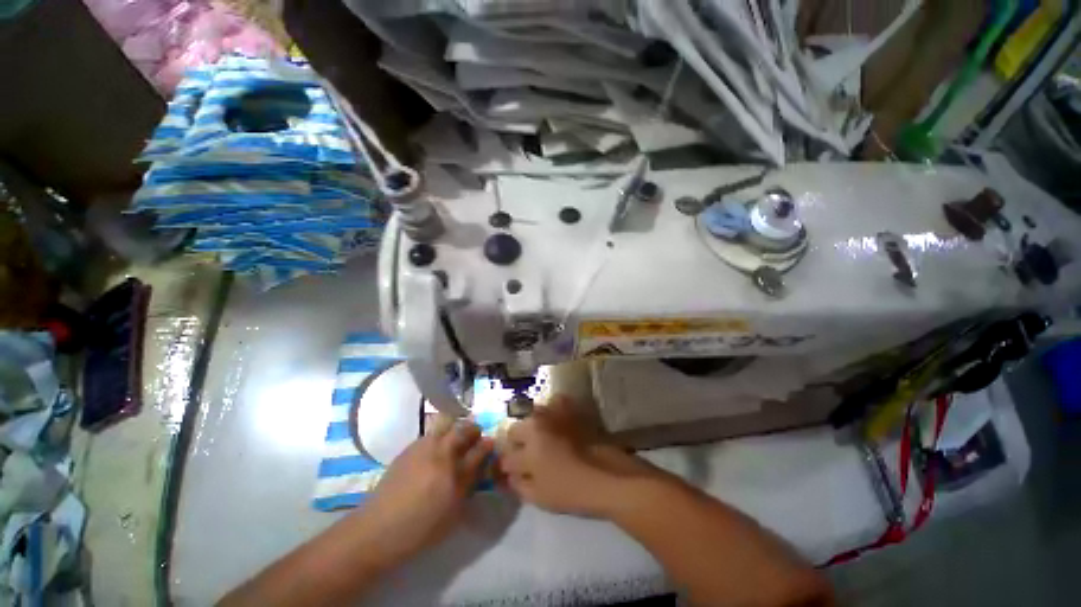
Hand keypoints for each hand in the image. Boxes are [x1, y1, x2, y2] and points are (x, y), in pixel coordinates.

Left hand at [355, 416, 492, 562]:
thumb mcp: (453, 512)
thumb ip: (469, 484)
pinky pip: (430, 433)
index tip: (491, 443)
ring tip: (455, 440)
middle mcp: (440, 452)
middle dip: (472, 429)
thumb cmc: (420, 528)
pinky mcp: (408, 449)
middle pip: (462, 429)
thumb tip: (480, 466)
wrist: (378, 529)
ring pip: (445, 424)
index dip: (487, 445)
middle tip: (474, 437)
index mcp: (453, 471)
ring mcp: (422, 447)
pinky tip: (435, 450)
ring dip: (454, 428)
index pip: (478, 449)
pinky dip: (438, 435)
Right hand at [498, 396, 660, 517]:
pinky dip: (552, 409)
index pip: (507, 456)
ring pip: (531, 415)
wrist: (607, 476)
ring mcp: (553, 413)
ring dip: (532, 426)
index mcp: (527, 447)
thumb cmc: (572, 491)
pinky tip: (558, 423)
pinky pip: (553, 402)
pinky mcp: (569, 408)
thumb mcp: (540, 497)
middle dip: (516, 443)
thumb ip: (519, 485)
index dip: (508, 467)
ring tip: (542, 438)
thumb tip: (510, 476)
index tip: (514, 472)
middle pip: (514, 429)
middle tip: (527, 455)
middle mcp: (537, 424)